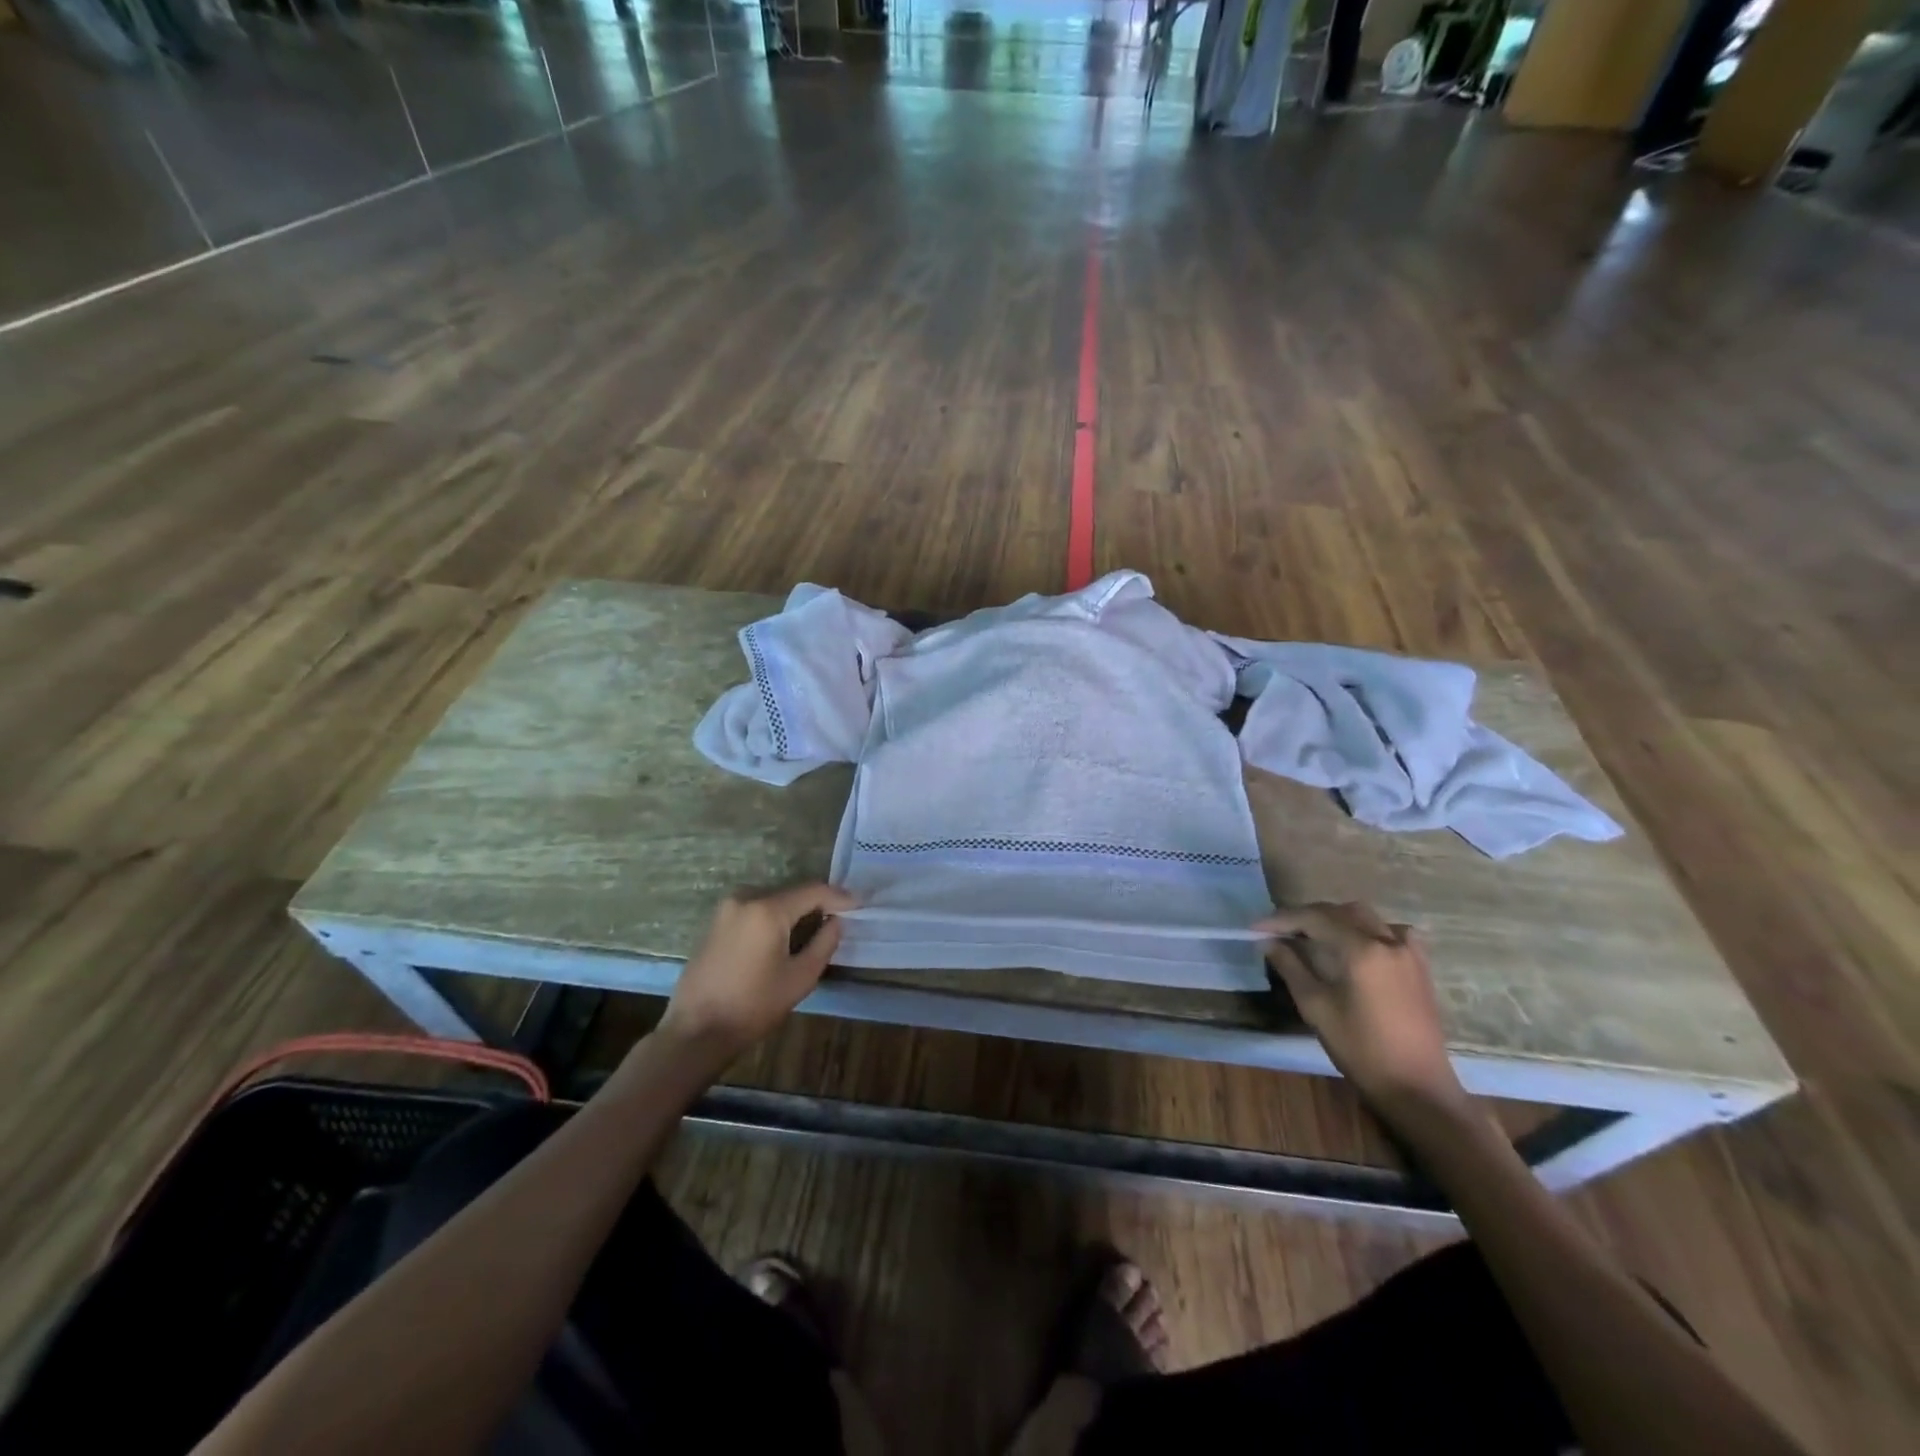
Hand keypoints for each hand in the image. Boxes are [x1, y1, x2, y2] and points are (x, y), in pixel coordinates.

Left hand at [660, 884, 855, 1062]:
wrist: (696, 1031)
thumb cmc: (753, 1006)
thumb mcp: (800, 978)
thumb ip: (824, 943)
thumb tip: (836, 921)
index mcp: (767, 909)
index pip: (813, 891)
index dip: (839, 897)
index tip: (859, 905)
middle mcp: (745, 898)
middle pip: (791, 893)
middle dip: (816, 904)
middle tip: (838, 918)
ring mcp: (725, 908)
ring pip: (772, 901)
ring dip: (793, 911)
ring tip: (813, 929)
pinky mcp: (715, 922)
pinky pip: (754, 910)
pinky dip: (772, 918)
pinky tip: (782, 937)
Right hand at [1254, 902, 1466, 1114]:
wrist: (1415, 1087)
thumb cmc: (1360, 1049)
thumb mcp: (1316, 1007)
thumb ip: (1291, 967)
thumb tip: (1269, 942)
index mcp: (1361, 950)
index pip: (1314, 919)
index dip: (1281, 919)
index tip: (1256, 928)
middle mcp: (1387, 941)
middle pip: (1339, 911)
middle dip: (1306, 916)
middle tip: (1279, 931)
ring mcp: (1408, 952)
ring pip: (1366, 917)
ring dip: (1335, 918)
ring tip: (1313, 935)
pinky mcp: (1420, 967)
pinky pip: (1392, 932)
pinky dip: (1369, 930)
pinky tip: (1359, 944)